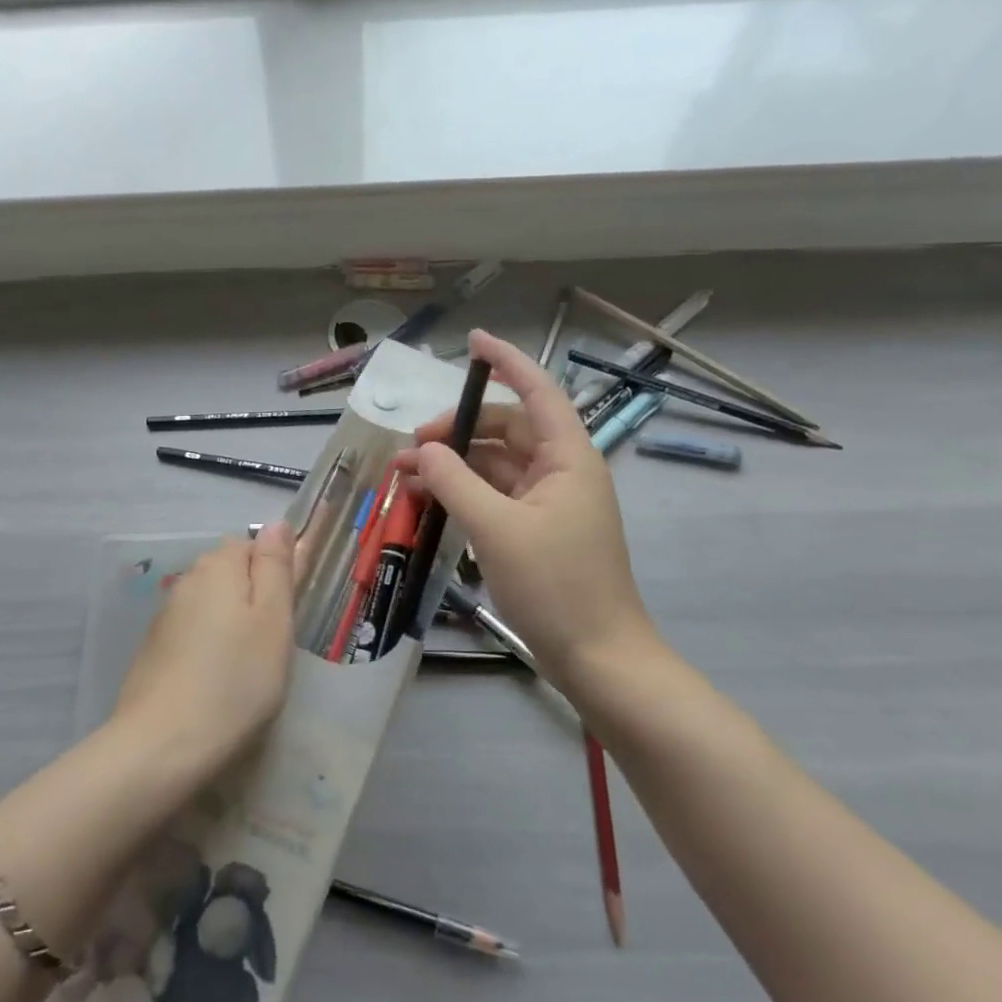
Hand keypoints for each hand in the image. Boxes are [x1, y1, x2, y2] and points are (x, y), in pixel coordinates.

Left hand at [111, 523, 295, 778]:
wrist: (161, 746)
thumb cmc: (236, 680)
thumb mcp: (274, 620)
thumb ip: (276, 566)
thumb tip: (277, 523)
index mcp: (219, 565)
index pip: (254, 544)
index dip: (275, 573)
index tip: (287, 613)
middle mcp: (188, 580)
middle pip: (231, 573)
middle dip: (254, 598)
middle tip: (272, 645)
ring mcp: (166, 615)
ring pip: (212, 604)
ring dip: (231, 624)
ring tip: (247, 669)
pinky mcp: (154, 649)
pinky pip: (193, 632)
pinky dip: (208, 648)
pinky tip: (216, 682)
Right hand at [404, 329, 665, 689]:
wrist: (597, 658)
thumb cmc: (556, 585)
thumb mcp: (496, 529)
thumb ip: (455, 482)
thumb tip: (423, 450)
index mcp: (567, 457)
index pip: (537, 391)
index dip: (506, 361)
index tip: (472, 342)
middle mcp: (560, 471)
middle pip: (506, 429)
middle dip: (459, 430)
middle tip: (413, 445)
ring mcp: (548, 503)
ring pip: (495, 465)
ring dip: (453, 465)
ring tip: (405, 474)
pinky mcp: (536, 531)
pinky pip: (494, 496)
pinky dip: (462, 493)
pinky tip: (427, 500)